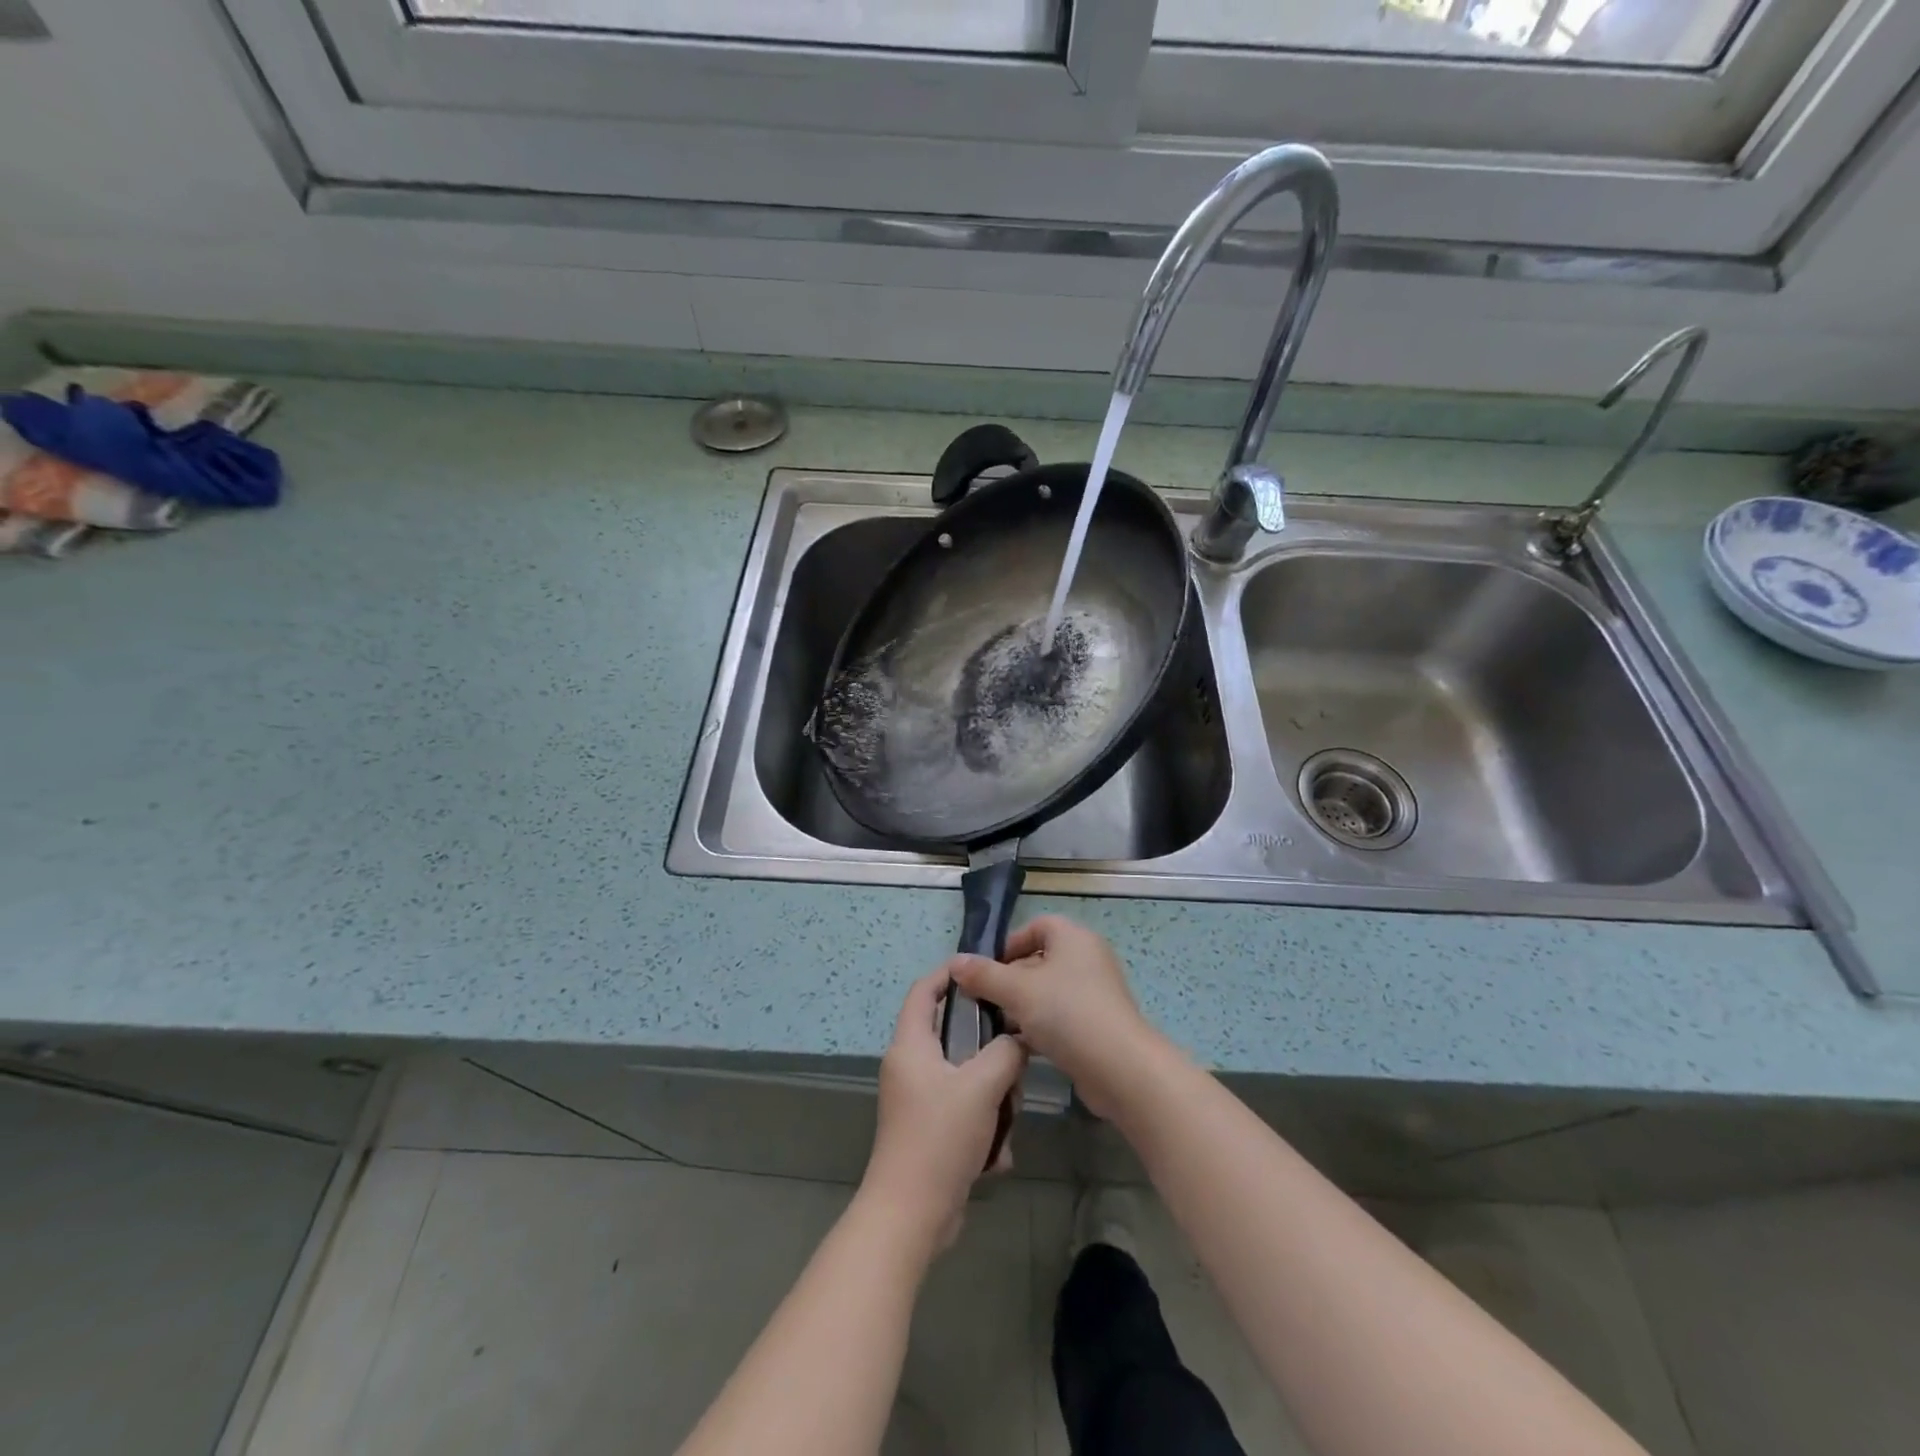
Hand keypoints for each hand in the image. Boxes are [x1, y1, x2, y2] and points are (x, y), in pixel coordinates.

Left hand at [859, 969, 1027, 1253]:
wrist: (910, 1216)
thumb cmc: (940, 1137)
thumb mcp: (982, 1086)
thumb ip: (1006, 1052)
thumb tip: (1020, 1037)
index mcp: (911, 1046)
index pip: (924, 990)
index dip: (950, 973)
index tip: (984, 970)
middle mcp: (909, 1067)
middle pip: (953, 1037)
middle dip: (989, 1051)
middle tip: (1014, 1060)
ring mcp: (917, 1101)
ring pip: (965, 1078)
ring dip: (992, 1097)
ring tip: (1006, 1118)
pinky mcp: (928, 1132)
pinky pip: (964, 1113)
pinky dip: (983, 1129)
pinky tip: (995, 1156)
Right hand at [947, 916, 1158, 1120]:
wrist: (1120, 1068)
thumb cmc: (1067, 1013)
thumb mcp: (1017, 991)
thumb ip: (984, 975)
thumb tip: (955, 962)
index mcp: (1073, 938)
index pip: (1037, 926)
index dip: (1009, 943)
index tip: (986, 969)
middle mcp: (1087, 959)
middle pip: (1039, 960)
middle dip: (1009, 979)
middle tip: (983, 1001)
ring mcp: (1094, 993)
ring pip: (1048, 992)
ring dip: (1021, 1007)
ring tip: (994, 1026)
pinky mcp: (1096, 1025)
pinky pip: (1060, 1017)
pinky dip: (1039, 1027)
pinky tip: (1017, 1046)